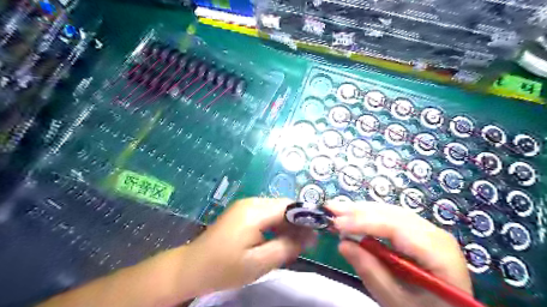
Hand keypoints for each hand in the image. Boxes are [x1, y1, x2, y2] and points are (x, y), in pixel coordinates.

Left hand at [185, 199, 316, 294]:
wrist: (192, 267)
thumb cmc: (225, 268)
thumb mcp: (260, 262)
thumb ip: (287, 247)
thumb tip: (311, 236)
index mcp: (255, 211)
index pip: (289, 206)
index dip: (306, 216)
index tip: (317, 232)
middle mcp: (251, 202)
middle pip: (283, 206)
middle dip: (297, 222)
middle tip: (306, 243)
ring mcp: (245, 206)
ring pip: (275, 210)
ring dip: (287, 225)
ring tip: (293, 244)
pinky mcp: (242, 212)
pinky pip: (266, 214)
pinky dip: (276, 225)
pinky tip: (277, 240)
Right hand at [327, 201, 471, 306]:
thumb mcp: (395, 300)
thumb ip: (370, 270)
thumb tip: (343, 243)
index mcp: (438, 253)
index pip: (396, 228)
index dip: (365, 222)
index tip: (337, 223)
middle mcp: (435, 234)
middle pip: (392, 214)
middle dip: (359, 211)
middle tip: (331, 208)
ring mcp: (428, 230)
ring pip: (391, 212)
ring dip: (362, 210)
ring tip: (337, 209)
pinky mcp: (418, 231)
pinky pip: (391, 217)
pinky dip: (370, 215)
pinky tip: (354, 215)